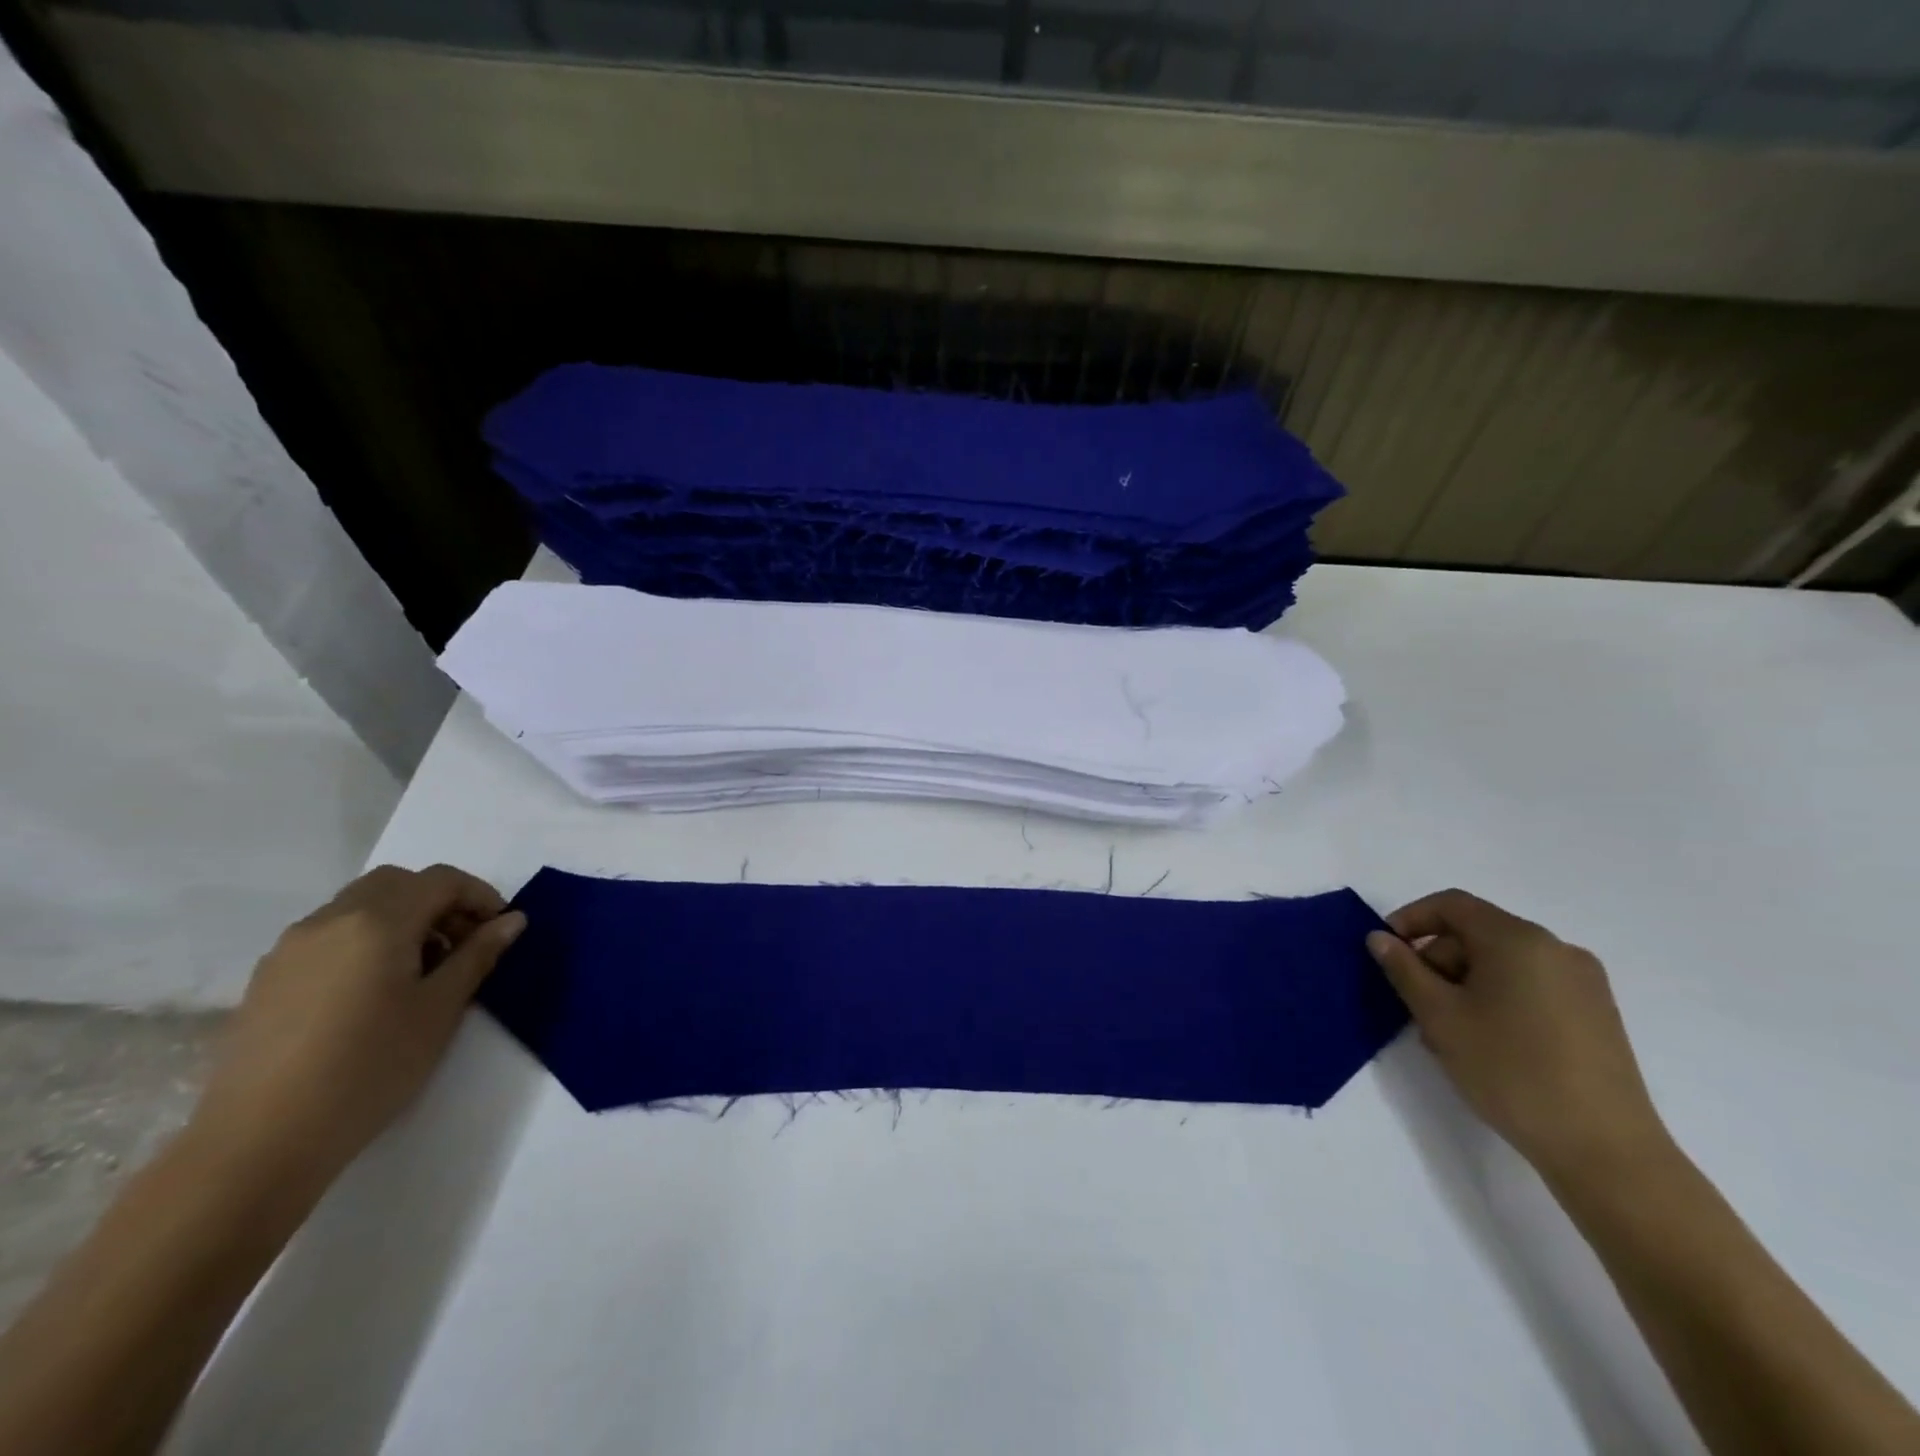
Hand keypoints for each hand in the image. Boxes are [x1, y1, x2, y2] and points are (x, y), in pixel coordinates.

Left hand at [188, 864, 525, 1194]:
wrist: (260, 1141)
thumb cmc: (370, 1067)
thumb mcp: (441, 1009)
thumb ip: (478, 955)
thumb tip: (511, 920)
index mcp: (377, 921)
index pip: (440, 880)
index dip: (479, 895)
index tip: (499, 929)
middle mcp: (330, 920)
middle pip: (396, 883)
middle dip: (438, 901)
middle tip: (463, 944)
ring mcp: (291, 948)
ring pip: (359, 906)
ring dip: (401, 920)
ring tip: (420, 972)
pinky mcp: (267, 979)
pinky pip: (329, 936)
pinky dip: (364, 941)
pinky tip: (373, 991)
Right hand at [1367, 889, 1669, 1180]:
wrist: (1605, 1150)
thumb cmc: (1510, 1070)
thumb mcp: (1439, 1016)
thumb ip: (1404, 969)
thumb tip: (1380, 938)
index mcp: (1518, 939)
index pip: (1452, 905)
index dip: (1411, 919)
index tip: (1386, 951)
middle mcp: (1556, 949)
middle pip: (1478, 934)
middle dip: (1438, 960)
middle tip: (1416, 1005)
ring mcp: (1583, 983)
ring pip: (1503, 963)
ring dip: (1465, 984)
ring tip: (1449, 1032)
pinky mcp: (1597, 1014)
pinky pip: (1531, 985)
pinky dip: (1498, 998)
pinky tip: (1487, 1042)